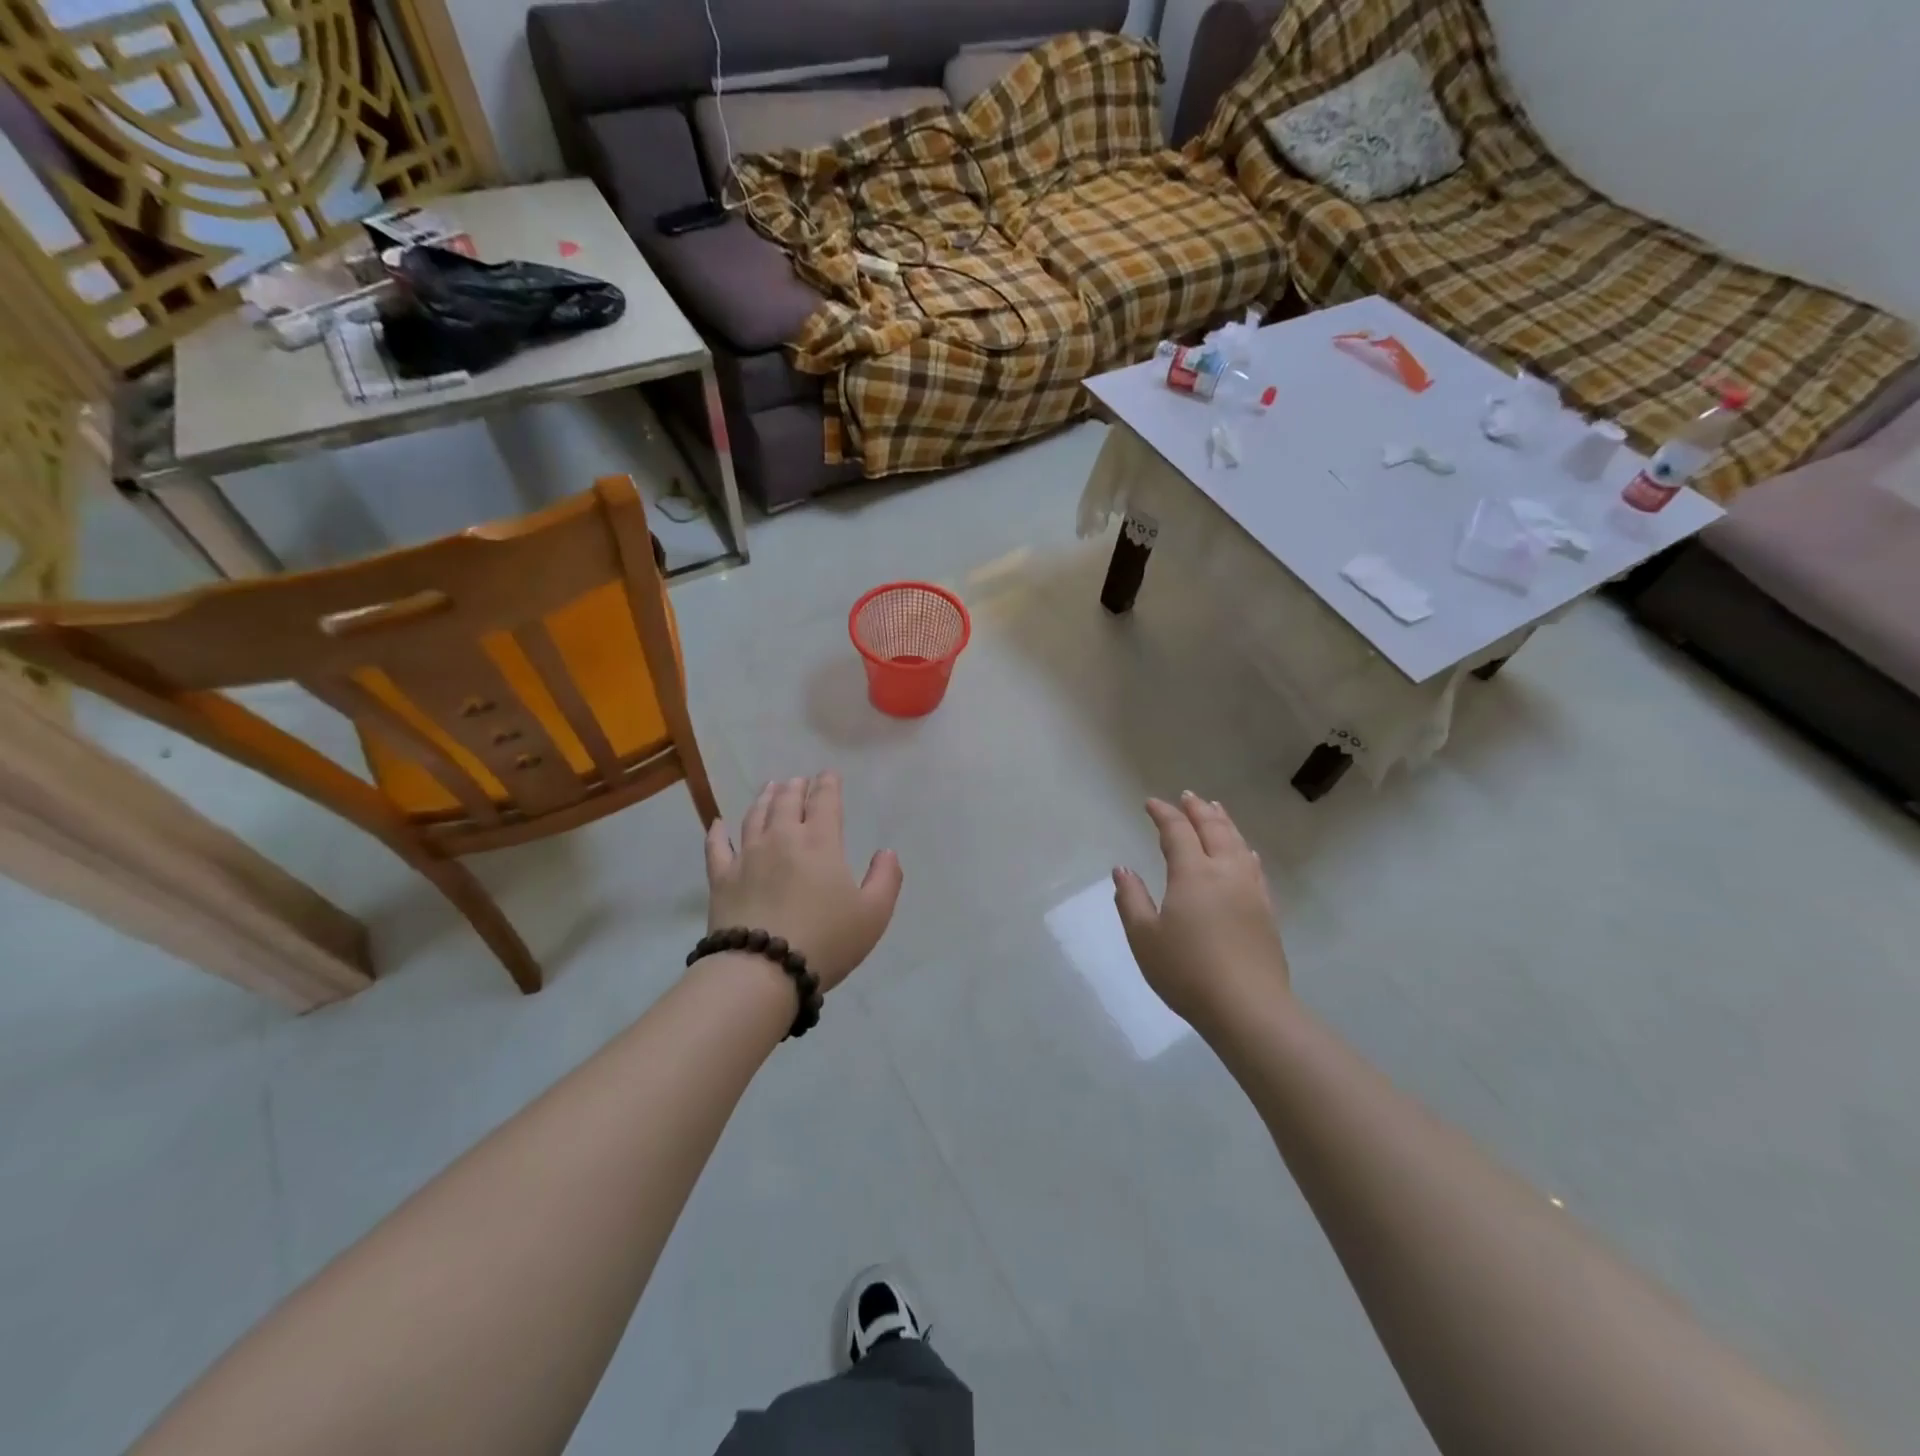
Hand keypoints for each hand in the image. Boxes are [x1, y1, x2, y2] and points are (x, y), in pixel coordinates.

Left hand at [705, 773, 902, 992]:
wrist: (762, 971)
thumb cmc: (826, 941)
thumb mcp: (874, 914)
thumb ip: (886, 878)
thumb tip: (886, 852)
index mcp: (820, 842)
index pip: (825, 801)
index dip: (828, 784)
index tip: (829, 774)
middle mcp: (781, 838)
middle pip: (787, 801)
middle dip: (796, 787)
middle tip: (799, 780)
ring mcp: (747, 856)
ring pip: (754, 816)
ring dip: (764, 798)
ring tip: (769, 788)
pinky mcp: (721, 878)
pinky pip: (717, 846)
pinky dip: (718, 831)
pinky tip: (718, 823)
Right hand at [1113, 793, 1289, 1024]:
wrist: (1248, 1008)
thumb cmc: (1187, 972)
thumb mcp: (1144, 937)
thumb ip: (1132, 899)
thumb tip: (1123, 869)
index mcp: (1193, 874)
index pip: (1177, 831)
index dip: (1164, 813)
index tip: (1151, 803)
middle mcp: (1225, 872)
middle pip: (1213, 829)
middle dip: (1198, 810)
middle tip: (1187, 796)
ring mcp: (1250, 890)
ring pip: (1238, 843)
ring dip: (1224, 822)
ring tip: (1215, 810)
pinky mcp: (1266, 910)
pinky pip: (1255, 866)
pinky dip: (1244, 848)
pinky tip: (1245, 851)